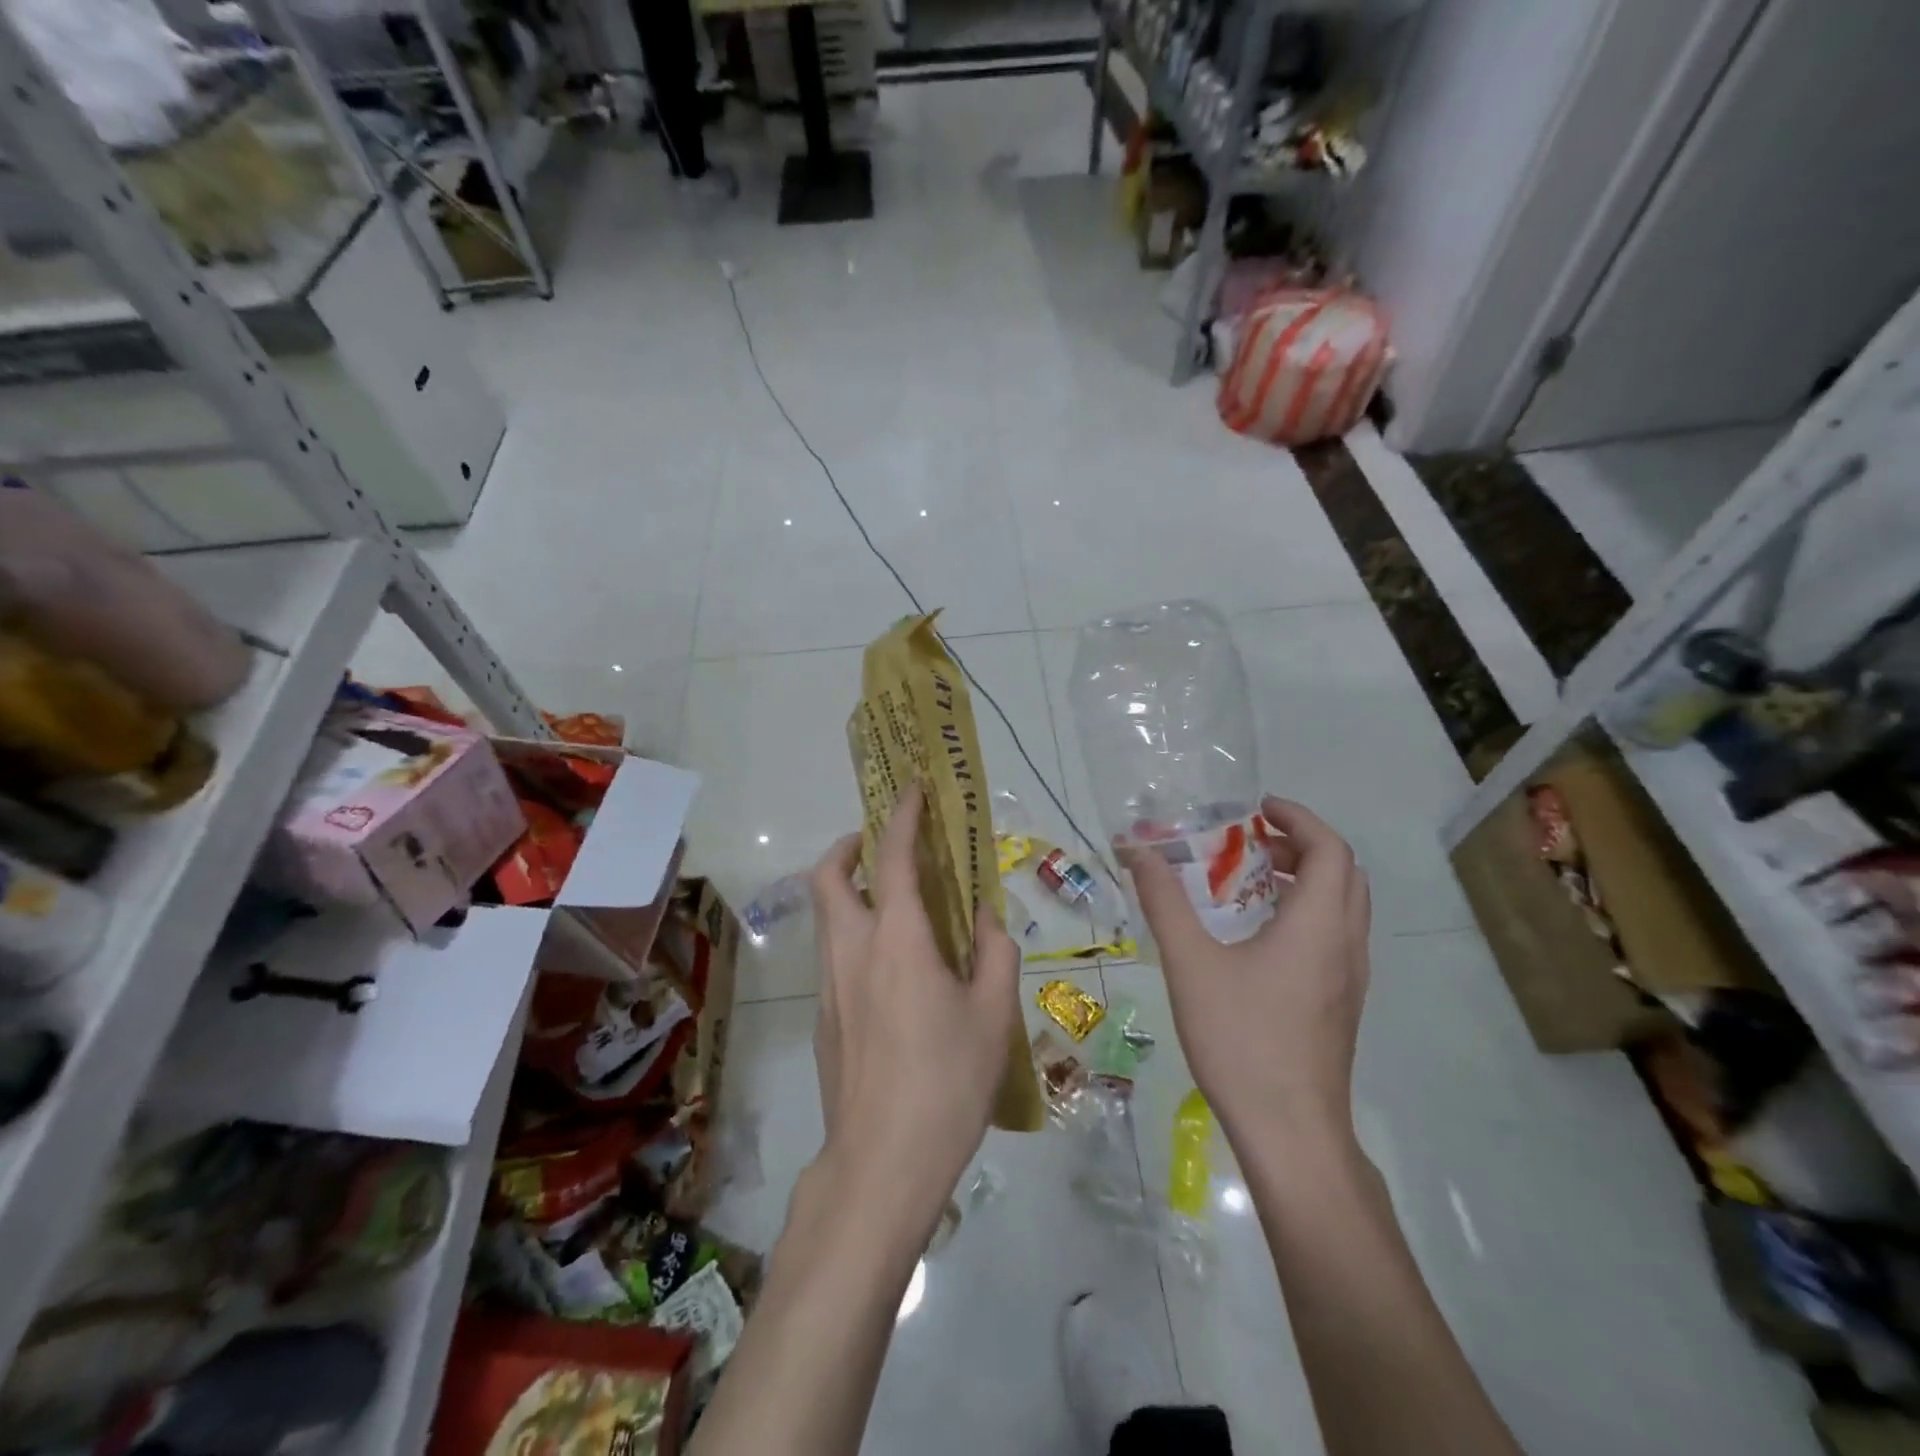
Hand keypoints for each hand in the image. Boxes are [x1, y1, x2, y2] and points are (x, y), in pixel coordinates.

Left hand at [809, 784, 1020, 1230]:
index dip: (902, 815)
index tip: (913, 789)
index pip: (893, 856)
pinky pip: (833, 954)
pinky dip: (854, 935)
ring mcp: (830, 985)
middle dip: (848, 846)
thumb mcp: (994, 1015)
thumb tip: (988, 918)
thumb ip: (996, 953)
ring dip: (850, 891)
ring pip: (826, 916)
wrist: (882, 1164)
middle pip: (828, 876)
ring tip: (897, 907)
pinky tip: (893, 972)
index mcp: (897, 939)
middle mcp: (852, 949)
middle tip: (883, 848)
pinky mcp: (824, 1018)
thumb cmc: (948, 1082)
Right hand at [1123, 797, 1369, 1145]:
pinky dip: (1306, 910)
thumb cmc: (1241, 1039)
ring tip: (1249, 879)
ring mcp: (1349, 977)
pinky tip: (1257, 934)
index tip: (1256, 809)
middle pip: (1343, 872)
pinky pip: (1334, 934)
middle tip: (1250, 840)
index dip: (1297, 818)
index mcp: (1318, 925)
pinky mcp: (1341, 1002)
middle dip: (1301, 844)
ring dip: (1305, 877)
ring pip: (1343, 905)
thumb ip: (1164, 901)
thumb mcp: (1190, 963)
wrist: (1290, 1132)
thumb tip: (1137, 851)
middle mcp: (1345, 943)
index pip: (1329, 848)